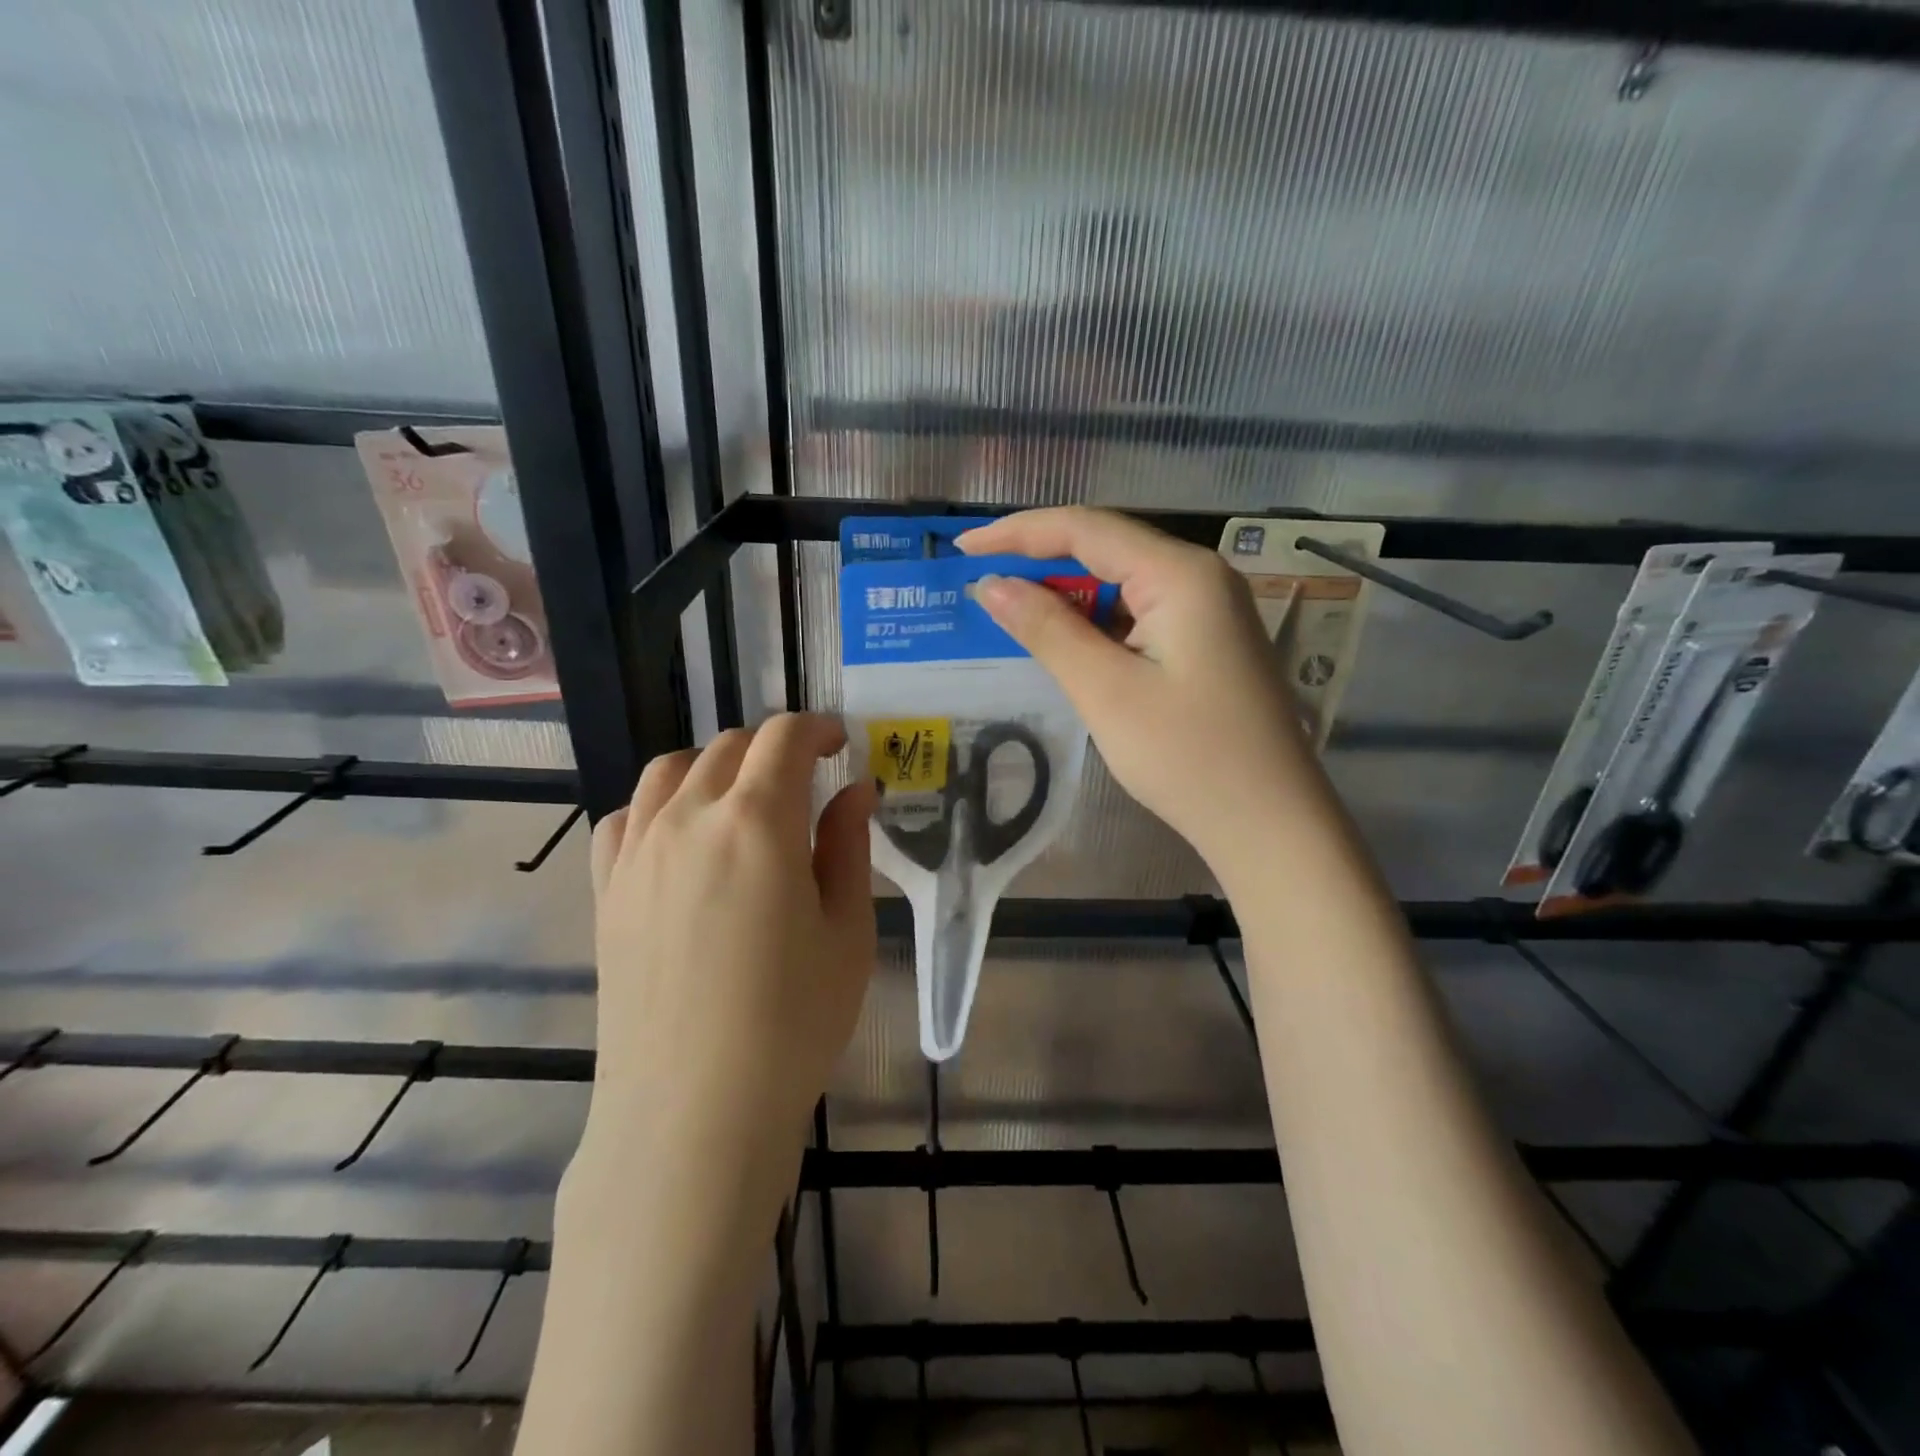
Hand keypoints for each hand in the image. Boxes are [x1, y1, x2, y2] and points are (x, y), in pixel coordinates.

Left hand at [576, 713, 876, 1228]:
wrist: (693, 1113)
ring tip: (743, 799)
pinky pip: (625, 817)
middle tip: (806, 779)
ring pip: (671, 770)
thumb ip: (848, 846)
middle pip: (729, 746)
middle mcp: (688, 818)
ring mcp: (637, 853)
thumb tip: (855, 790)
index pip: (785, 738)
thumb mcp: (848, 932)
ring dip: (715, 765)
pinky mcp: (606, 891)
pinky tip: (681, 838)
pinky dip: (659, 805)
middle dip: (775, 747)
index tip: (841, 744)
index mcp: (757, 821)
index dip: (818, 728)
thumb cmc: (792, 1023)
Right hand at [958, 507, 1315, 876]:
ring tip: (1013, 616)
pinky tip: (1069, 644)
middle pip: (1107, 548)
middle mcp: (1200, 576)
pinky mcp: (1208, 642)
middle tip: (982, 586)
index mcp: (1181, 574)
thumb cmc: (1188, 757)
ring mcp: (1210, 610)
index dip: (1019, 533)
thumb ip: (1047, 629)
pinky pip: (1140, 614)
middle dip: (1041, 563)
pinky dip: (1098, 624)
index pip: (1086, 528)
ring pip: (1123, 583)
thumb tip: (992, 585)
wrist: (1271, 825)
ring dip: (1068, 597)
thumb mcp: (1106, 691)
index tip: (963, 550)